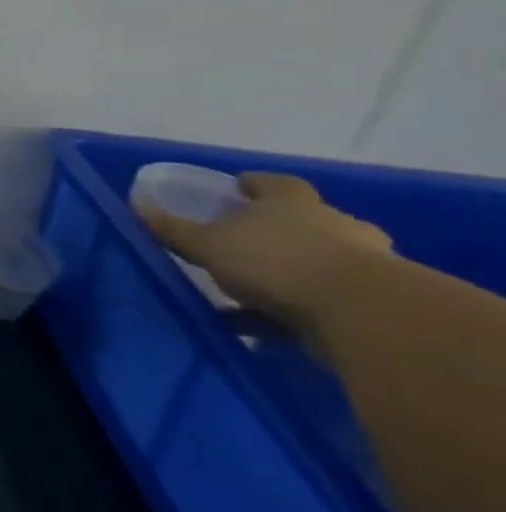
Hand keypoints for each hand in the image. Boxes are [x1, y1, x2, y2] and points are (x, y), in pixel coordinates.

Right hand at [137, 172, 395, 329]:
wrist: (364, 315)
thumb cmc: (277, 262)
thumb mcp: (210, 245)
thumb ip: (174, 229)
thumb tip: (136, 204)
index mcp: (293, 203)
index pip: (274, 183)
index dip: (255, 185)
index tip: (238, 189)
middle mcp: (333, 225)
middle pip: (306, 222)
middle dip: (280, 231)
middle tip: (249, 243)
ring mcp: (363, 265)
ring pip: (322, 263)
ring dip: (293, 274)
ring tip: (256, 293)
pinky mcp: (375, 304)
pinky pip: (328, 301)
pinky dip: (300, 310)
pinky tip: (270, 327)